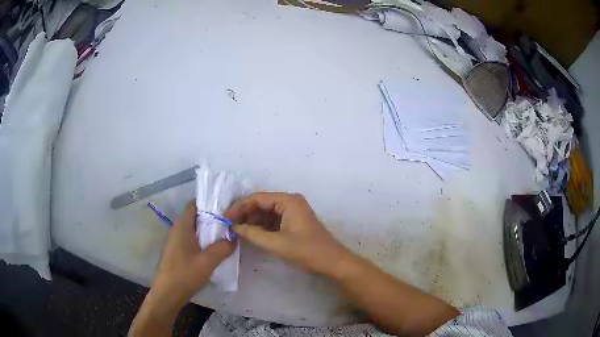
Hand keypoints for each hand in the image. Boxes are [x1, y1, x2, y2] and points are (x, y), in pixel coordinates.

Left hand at [131, 202, 234, 335]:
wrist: (168, 293)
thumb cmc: (186, 274)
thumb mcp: (208, 261)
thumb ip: (223, 247)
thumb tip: (234, 237)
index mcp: (183, 226)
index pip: (195, 205)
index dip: (210, 202)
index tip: (227, 206)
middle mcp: (178, 229)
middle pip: (196, 217)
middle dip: (213, 218)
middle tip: (232, 221)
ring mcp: (177, 241)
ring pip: (195, 229)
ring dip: (209, 231)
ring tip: (227, 234)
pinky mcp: (178, 251)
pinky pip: (193, 240)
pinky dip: (204, 241)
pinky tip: (215, 250)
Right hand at [226, 192, 348, 274]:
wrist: (332, 262)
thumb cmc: (306, 251)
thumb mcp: (276, 243)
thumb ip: (253, 234)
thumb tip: (234, 227)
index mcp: (288, 201)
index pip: (257, 198)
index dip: (240, 207)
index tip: (226, 218)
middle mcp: (290, 202)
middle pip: (261, 203)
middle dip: (245, 213)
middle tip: (229, 225)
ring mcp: (293, 212)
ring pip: (266, 212)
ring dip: (252, 221)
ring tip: (237, 230)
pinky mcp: (294, 223)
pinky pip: (273, 220)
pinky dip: (261, 227)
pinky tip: (251, 234)